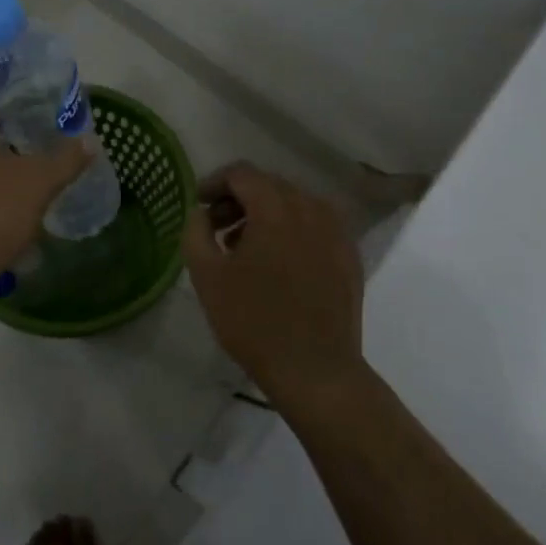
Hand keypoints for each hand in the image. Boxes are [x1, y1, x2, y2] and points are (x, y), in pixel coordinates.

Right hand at [182, 163, 365, 405]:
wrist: (316, 371)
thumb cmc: (254, 321)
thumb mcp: (207, 276)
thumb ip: (196, 231)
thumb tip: (201, 212)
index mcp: (275, 207)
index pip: (241, 173)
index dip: (214, 183)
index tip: (199, 205)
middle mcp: (310, 208)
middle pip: (269, 185)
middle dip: (239, 199)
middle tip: (217, 229)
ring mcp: (336, 231)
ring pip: (294, 204)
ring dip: (266, 215)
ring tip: (245, 249)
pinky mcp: (349, 255)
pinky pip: (315, 227)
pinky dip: (292, 231)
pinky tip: (280, 264)